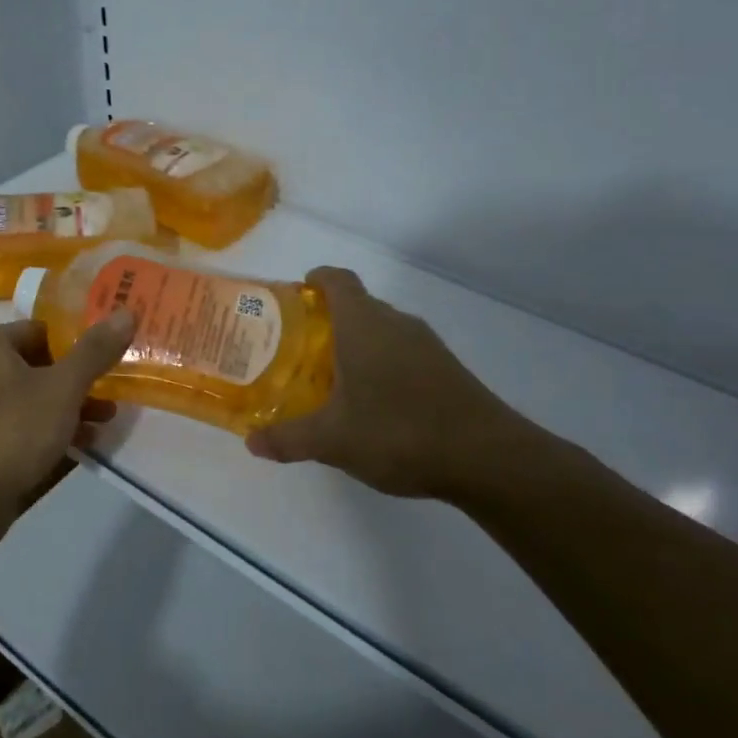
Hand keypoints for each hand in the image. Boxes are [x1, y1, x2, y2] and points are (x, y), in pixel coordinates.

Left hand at [0, 311, 135, 545]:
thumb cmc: (12, 431)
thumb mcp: (63, 387)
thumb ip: (95, 350)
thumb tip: (127, 311)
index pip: (43, 329)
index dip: (80, 343)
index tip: (111, 358)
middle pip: (39, 363)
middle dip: (79, 380)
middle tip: (114, 391)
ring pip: (31, 395)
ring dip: (69, 406)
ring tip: (106, 420)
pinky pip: (19, 422)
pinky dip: (48, 428)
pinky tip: (82, 443)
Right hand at [247, 267, 543, 500]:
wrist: (487, 457)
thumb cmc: (399, 432)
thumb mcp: (332, 440)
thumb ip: (287, 438)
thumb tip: (251, 441)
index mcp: (364, 324)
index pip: (337, 280)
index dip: (315, 279)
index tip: (294, 294)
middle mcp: (396, 323)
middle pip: (357, 305)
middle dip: (325, 321)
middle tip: (296, 349)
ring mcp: (426, 345)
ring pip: (381, 331)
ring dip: (354, 345)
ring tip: (327, 378)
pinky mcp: (445, 369)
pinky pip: (401, 352)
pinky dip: (379, 364)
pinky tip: (370, 403)